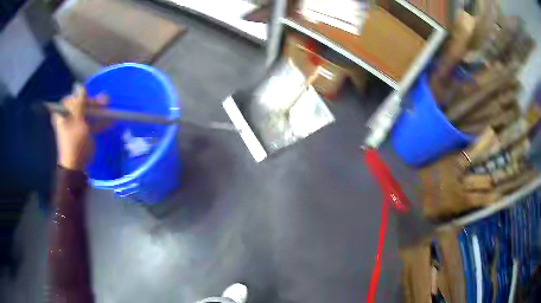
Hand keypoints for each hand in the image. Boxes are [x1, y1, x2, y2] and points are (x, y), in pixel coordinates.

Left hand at [52, 85, 108, 170]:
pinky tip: (110, 121)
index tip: (89, 99)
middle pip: (81, 105)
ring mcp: (76, 125)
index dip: (81, 97)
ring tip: (109, 107)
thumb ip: (79, 103)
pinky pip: (91, 124)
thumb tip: (80, 86)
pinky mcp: (83, 133)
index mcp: (63, 114)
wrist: (76, 165)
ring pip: (87, 114)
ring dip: (98, 111)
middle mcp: (68, 118)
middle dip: (93, 103)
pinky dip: (99, 123)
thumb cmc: (74, 142)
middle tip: (104, 101)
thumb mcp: (77, 120)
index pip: (71, 99)